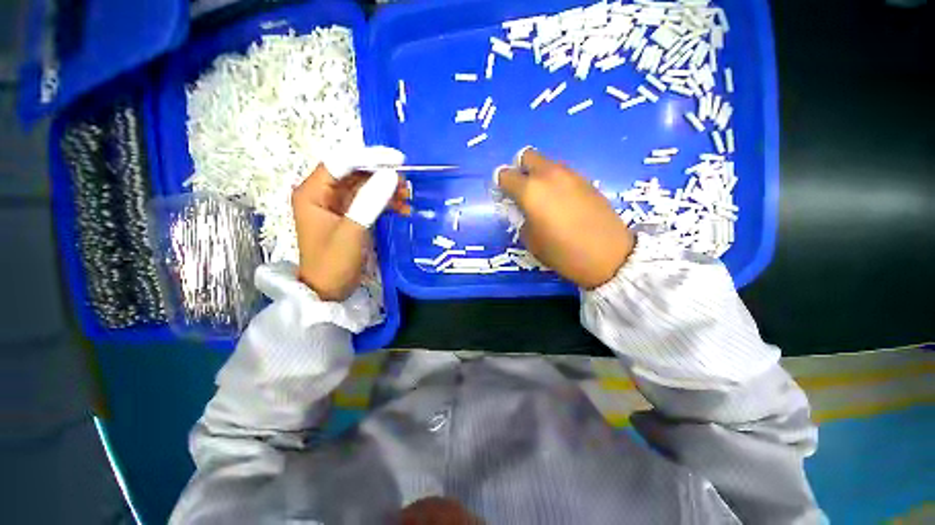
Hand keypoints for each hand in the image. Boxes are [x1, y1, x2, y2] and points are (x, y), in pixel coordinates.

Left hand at [292, 148, 409, 300]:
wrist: (329, 291)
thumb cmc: (333, 263)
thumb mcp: (352, 231)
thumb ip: (370, 201)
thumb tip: (392, 175)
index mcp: (312, 192)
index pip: (341, 163)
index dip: (370, 157)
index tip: (398, 160)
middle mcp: (323, 193)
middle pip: (355, 173)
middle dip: (381, 175)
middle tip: (406, 182)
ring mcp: (337, 205)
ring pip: (365, 187)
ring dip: (386, 189)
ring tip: (407, 196)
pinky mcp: (350, 216)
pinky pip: (369, 201)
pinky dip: (386, 203)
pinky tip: (402, 208)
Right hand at [495, 147, 634, 288]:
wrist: (608, 255)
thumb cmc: (562, 252)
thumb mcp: (532, 241)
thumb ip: (521, 219)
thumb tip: (521, 209)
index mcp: (530, 191)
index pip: (506, 174)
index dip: (500, 183)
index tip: (503, 194)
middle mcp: (549, 175)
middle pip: (528, 156)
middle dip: (520, 169)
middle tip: (522, 189)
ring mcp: (571, 175)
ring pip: (547, 163)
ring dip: (539, 174)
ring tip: (543, 197)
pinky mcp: (586, 180)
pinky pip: (563, 173)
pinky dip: (556, 180)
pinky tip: (561, 200)